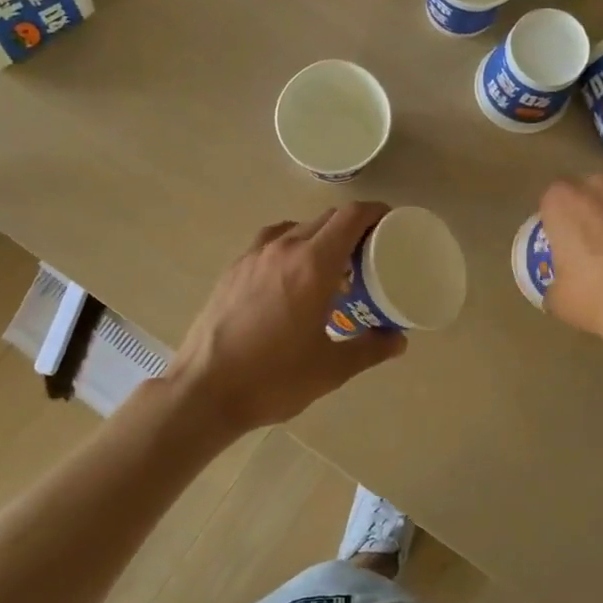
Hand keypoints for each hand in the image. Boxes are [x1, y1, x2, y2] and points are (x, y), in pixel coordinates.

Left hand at [171, 203, 405, 433]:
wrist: (203, 391)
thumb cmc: (273, 378)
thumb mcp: (332, 368)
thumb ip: (370, 348)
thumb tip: (398, 339)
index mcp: (313, 264)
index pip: (351, 217)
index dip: (376, 212)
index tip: (392, 223)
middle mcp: (283, 248)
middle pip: (326, 219)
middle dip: (352, 228)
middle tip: (370, 253)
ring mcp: (253, 256)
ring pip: (297, 229)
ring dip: (320, 238)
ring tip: (331, 267)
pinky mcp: (233, 270)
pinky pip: (272, 243)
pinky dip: (292, 248)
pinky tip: (293, 280)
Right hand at [539, 168, 602, 358]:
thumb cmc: (596, 298)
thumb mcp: (559, 298)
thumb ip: (557, 280)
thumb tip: (561, 286)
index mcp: (562, 201)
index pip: (553, 196)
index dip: (558, 214)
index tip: (563, 234)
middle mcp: (599, 185)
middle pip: (592, 184)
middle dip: (593, 202)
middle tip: (597, 231)